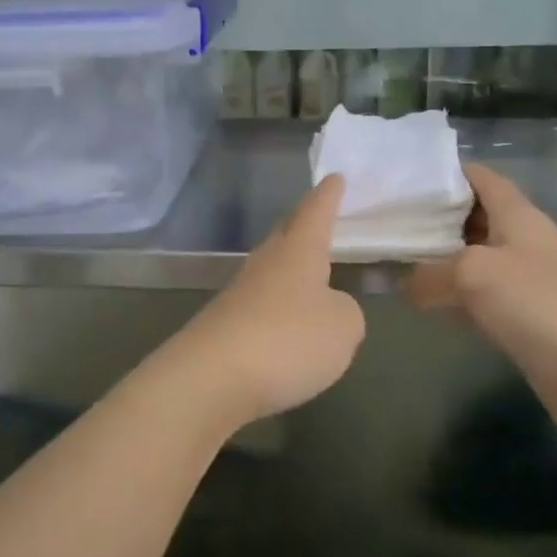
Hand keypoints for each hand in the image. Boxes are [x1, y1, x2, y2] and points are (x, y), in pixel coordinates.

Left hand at [159, 175, 366, 426]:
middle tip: (319, 217)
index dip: (329, 196)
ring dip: (289, 269)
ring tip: (309, 274)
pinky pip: (260, 307)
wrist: (211, 379)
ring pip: (270, 271)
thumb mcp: (343, 327)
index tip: (335, 176)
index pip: (316, 212)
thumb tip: (328, 309)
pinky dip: (277, 308)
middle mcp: (265, 264)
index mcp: (297, 252)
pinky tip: (286, 325)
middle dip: (303, 225)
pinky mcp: (224, 328)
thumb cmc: (288, 340)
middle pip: (285, 235)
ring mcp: (239, 295)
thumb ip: (345, 312)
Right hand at [406, 165, 556, 444]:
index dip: (444, 173)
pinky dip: (454, 297)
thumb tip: (405, 285)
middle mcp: (522, 242)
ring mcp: (526, 282)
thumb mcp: (473, 274)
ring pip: (474, 260)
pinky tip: (425, 305)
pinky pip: (480, 298)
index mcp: (518, 216)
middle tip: (388, 222)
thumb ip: (430, 273)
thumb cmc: (540, 304)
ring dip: (440, 260)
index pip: (480, 178)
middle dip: (434, 218)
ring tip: (394, 260)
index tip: (403, 179)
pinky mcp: (525, 320)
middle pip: (473, 218)